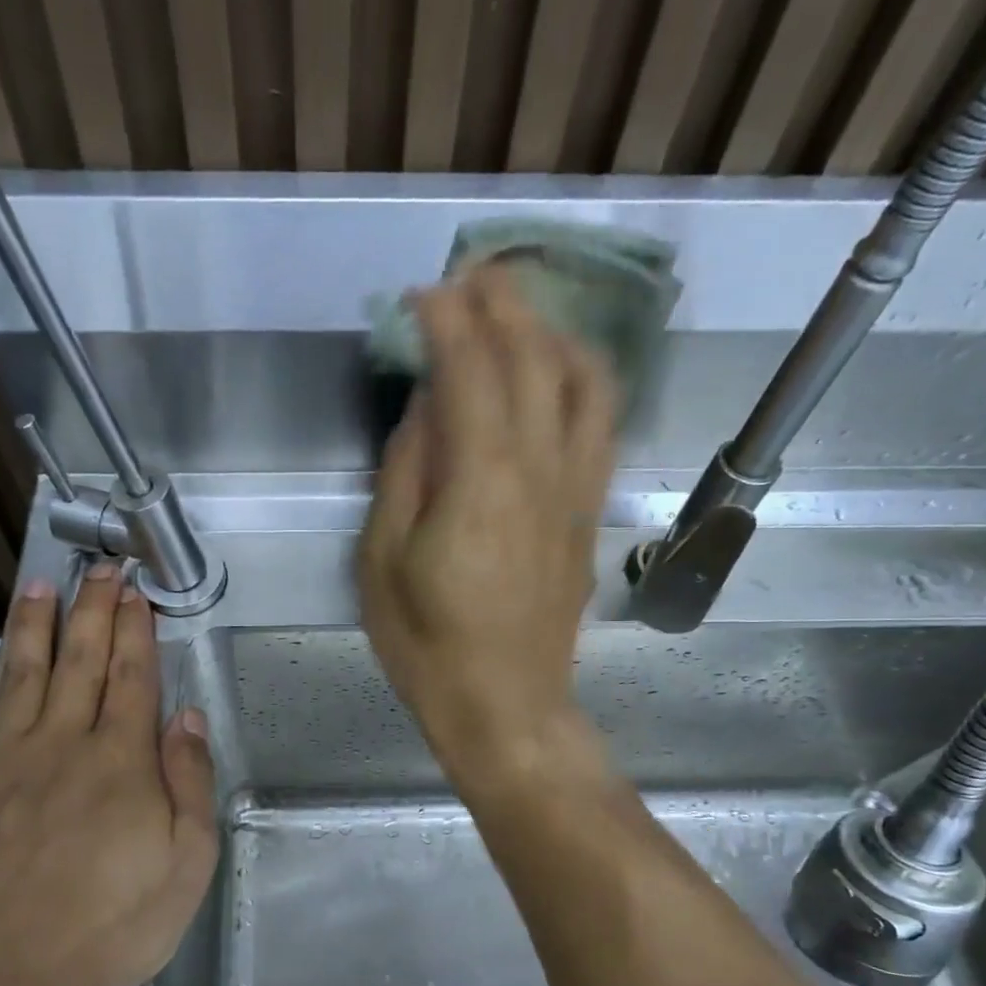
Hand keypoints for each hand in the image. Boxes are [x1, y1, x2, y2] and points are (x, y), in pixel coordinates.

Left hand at [0, 563, 217, 985]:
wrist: (7, 981)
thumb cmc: (113, 926)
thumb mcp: (187, 862)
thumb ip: (190, 781)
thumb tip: (186, 716)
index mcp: (122, 760)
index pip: (133, 677)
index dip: (136, 630)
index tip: (135, 592)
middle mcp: (63, 743)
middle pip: (81, 661)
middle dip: (92, 610)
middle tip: (98, 568)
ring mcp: (3, 760)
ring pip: (21, 674)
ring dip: (33, 625)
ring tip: (39, 584)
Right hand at [358, 264, 617, 781]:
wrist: (506, 706)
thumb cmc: (427, 645)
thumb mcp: (383, 563)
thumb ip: (405, 473)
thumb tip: (426, 407)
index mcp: (481, 482)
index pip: (470, 370)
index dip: (446, 320)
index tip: (420, 296)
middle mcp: (541, 470)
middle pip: (533, 359)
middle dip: (502, 305)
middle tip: (469, 279)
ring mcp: (578, 490)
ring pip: (583, 381)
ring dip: (552, 331)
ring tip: (519, 313)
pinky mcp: (591, 513)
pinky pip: (602, 425)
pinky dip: (583, 378)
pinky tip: (561, 372)